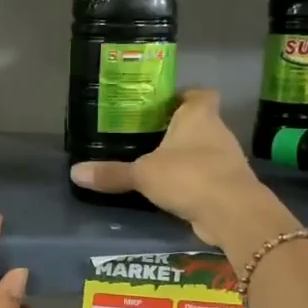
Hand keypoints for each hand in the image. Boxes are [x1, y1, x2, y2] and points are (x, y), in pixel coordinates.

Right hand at [69, 90, 294, 251]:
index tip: (165, 105)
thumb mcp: (142, 174)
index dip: (185, 96)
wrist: (232, 212)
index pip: (200, 94)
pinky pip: (208, 177)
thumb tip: (75, 172)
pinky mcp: (230, 186)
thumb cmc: (188, 175)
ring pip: (205, 151)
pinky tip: (173, 192)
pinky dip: (193, 182)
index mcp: (199, 116)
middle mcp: (218, 132)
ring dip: (187, 158)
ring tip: (157, 166)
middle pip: (200, 123)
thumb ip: (112, 173)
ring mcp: (228, 160)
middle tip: (149, 137)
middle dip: (179, 130)